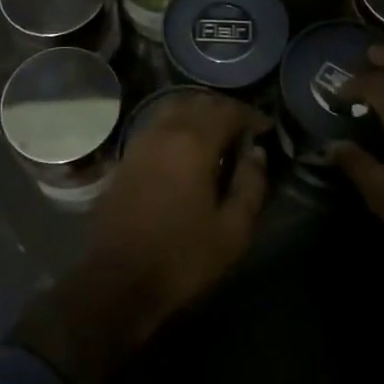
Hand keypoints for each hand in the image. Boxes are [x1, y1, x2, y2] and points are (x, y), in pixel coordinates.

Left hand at [13, 92, 267, 383]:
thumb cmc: (182, 258)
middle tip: (243, 130)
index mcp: (193, 142)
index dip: (251, 115)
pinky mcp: (125, 157)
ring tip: (217, 136)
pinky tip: (186, 150)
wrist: (118, 282)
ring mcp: (140, 142)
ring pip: (173, 108)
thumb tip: (256, 153)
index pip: (227, 110)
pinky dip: (176, 125)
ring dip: (198, 113)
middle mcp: (164, 131)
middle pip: (198, 102)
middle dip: (224, 110)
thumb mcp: (233, 230)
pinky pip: (156, 125)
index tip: (265, 129)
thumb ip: (251, 185)